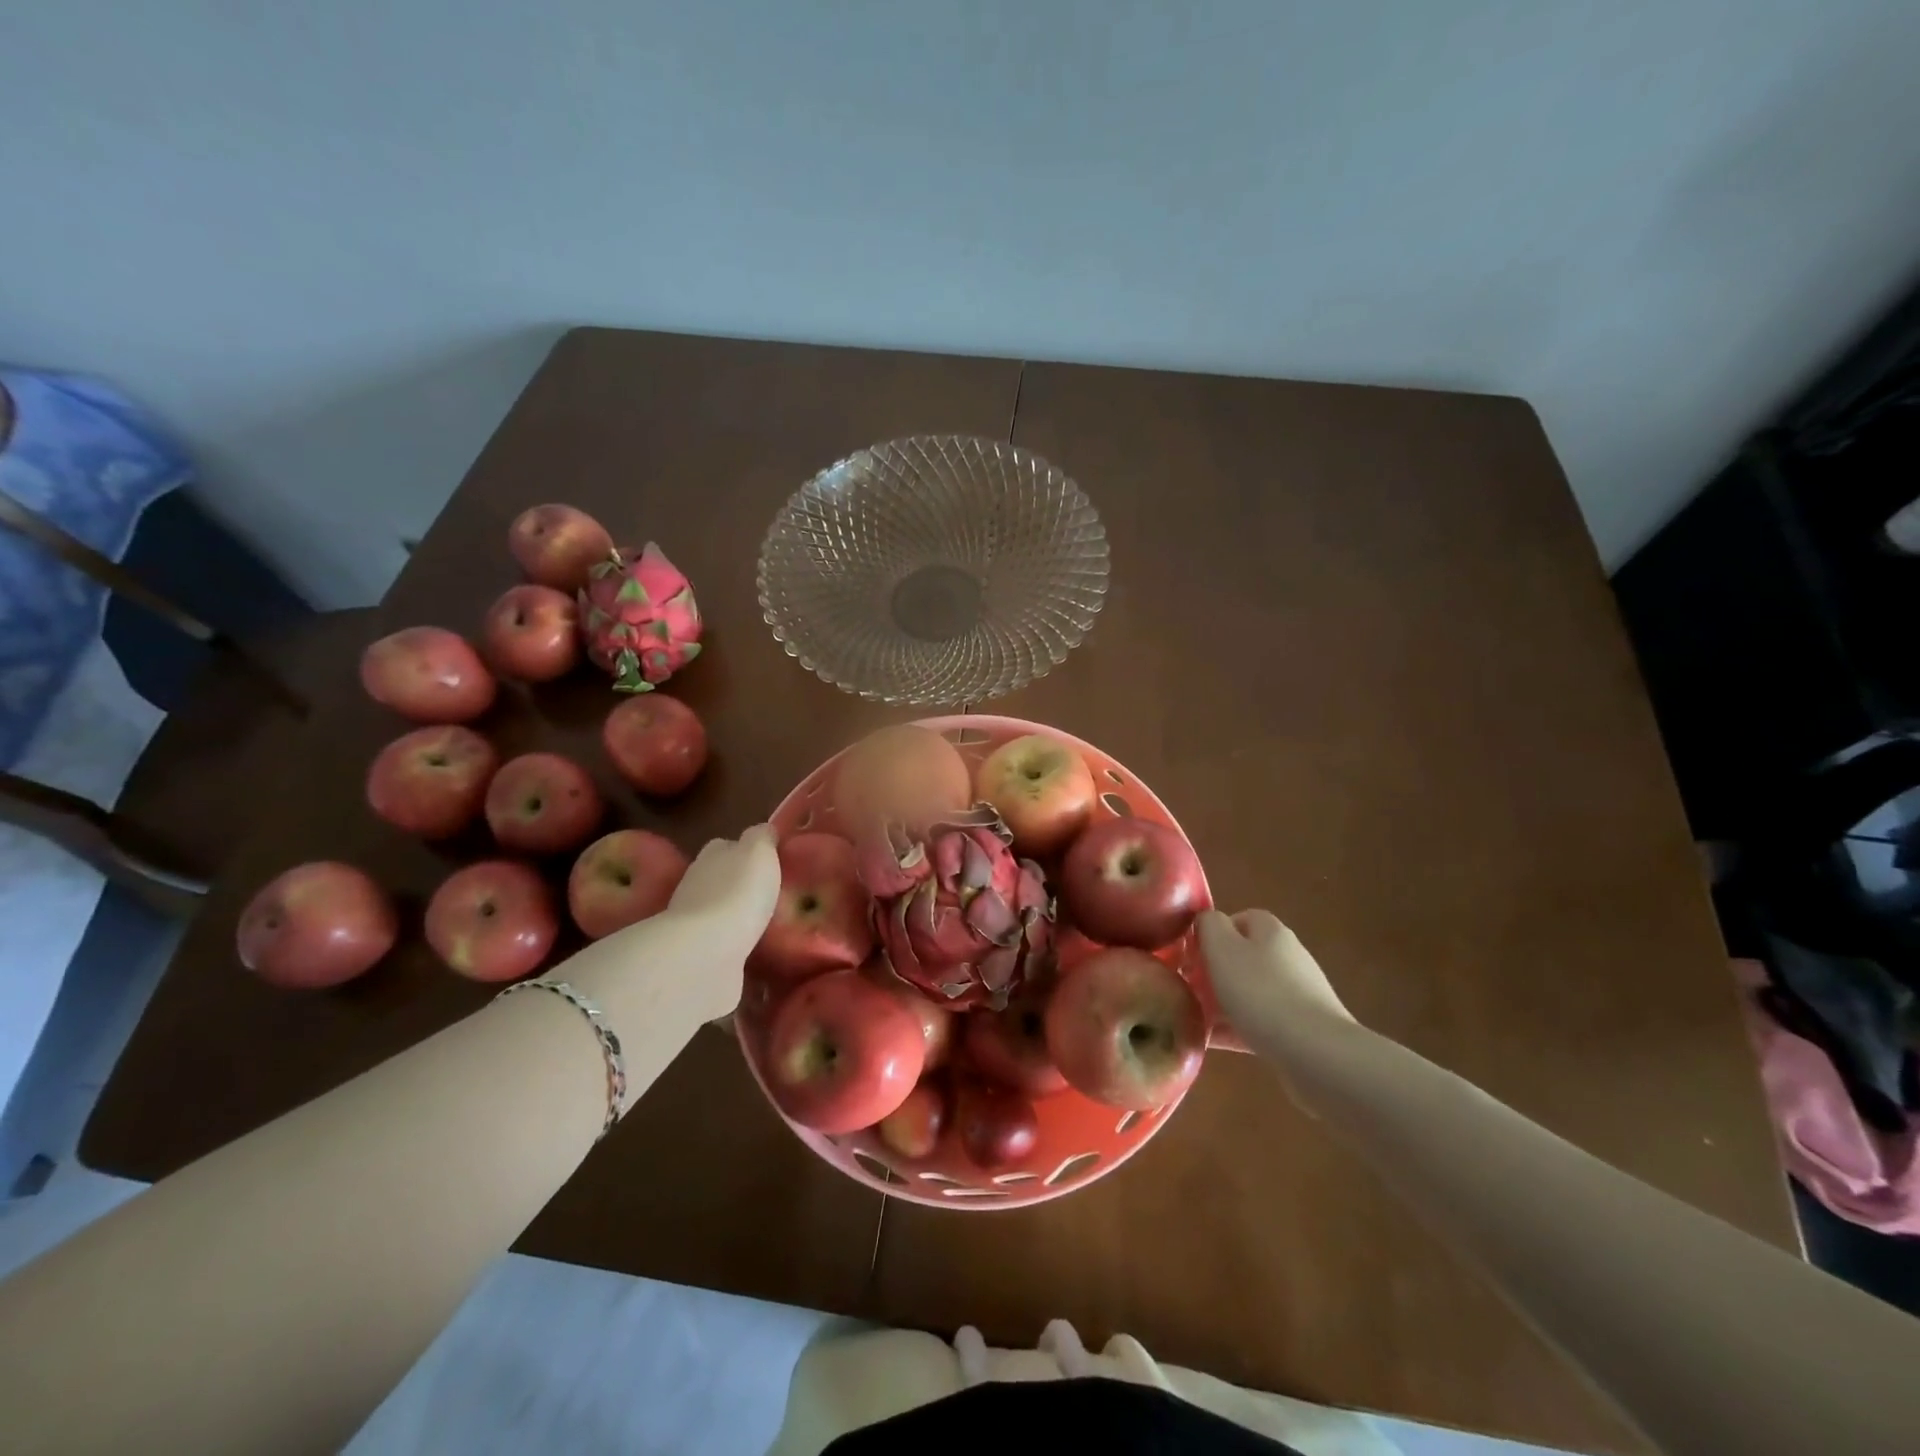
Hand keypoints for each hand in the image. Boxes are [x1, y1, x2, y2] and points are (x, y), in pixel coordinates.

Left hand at [658, 824, 780, 1016]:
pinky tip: (750, 950)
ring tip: (763, 924)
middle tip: (769, 894)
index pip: (727, 845)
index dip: (746, 850)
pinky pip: (719, 945)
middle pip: (720, 878)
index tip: (769, 861)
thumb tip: (764, 831)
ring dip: (734, 916)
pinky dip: (731, 945)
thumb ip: (762, 837)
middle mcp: (696, 884)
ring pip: (718, 912)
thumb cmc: (738, 892)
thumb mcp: (759, 851)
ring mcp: (693, 923)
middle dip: (739, 884)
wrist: (706, 953)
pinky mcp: (697, 956)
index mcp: (712, 855)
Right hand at [1196, 910, 1354, 1055]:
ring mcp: (1299, 994)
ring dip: (1223, 1002)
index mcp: (1271, 932)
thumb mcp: (1222, 948)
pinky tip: (1214, 1042)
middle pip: (1243, 956)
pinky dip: (1237, 1028)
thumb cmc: (1261, 992)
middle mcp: (1288, 956)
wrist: (1317, 1053)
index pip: (1238, 918)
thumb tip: (1205, 921)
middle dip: (1215, 971)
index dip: (1212, 932)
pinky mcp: (1304, 1029)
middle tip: (1188, 987)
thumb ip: (1208, 925)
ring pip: (1251, 991)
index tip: (1191, 954)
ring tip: (1195, 1018)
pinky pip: (1261, 1022)